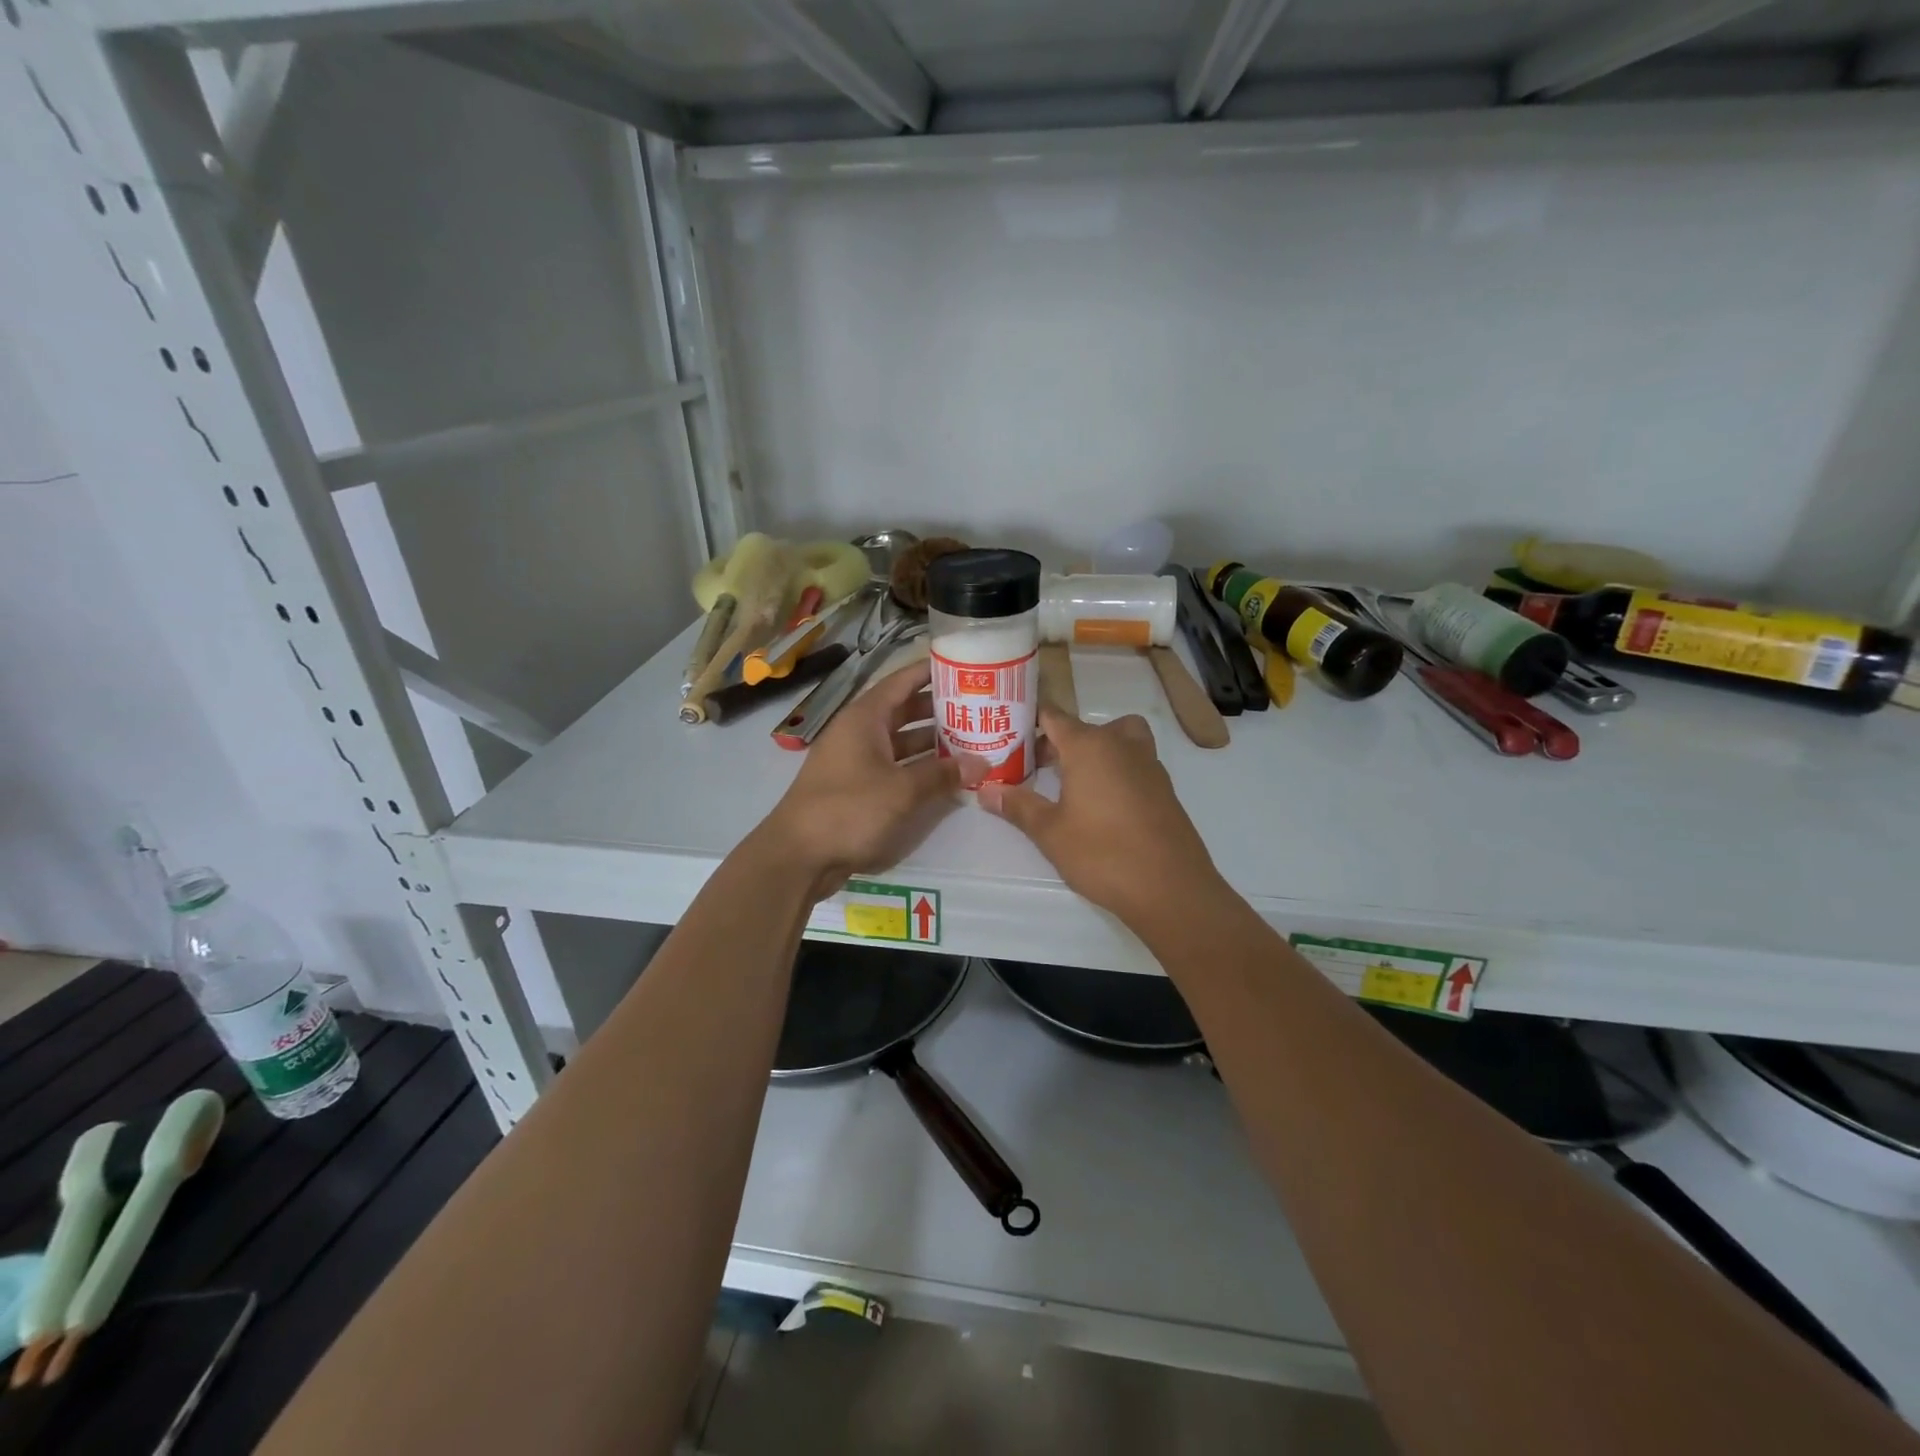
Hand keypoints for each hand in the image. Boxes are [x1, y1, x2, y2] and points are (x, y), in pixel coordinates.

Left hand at [759, 658, 986, 898]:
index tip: (966, 665)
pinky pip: (894, 767)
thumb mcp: (902, 790)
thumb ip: (942, 774)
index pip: (902, 681)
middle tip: (980, 708)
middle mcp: (859, 732)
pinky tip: (947, 775)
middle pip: (905, 710)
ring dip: (932, 741)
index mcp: (865, 718)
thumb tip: (981, 763)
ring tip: (972, 741)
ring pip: (901, 741)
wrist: (798, 856)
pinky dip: (918, 768)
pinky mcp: (857, 787)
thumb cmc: (848, 810)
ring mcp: (857, 760)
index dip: (932, 671)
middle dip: (940, 710)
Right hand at [978, 709, 1220, 922]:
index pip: (1054, 716)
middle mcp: (1121, 745)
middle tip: (1034, 768)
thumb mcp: (1050, 832)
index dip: (1030, 721)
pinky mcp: (1163, 788)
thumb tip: (986, 791)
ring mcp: (1148, 764)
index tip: (1008, 734)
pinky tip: (1101, 805)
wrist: (1171, 888)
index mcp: (1089, 746)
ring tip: (1072, 782)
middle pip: (1084, 728)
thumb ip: (1019, 806)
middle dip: (1057, 742)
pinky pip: (1133, 762)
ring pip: (1116, 740)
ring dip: (1093, 751)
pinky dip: (1115, 769)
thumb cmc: (1103, 853)